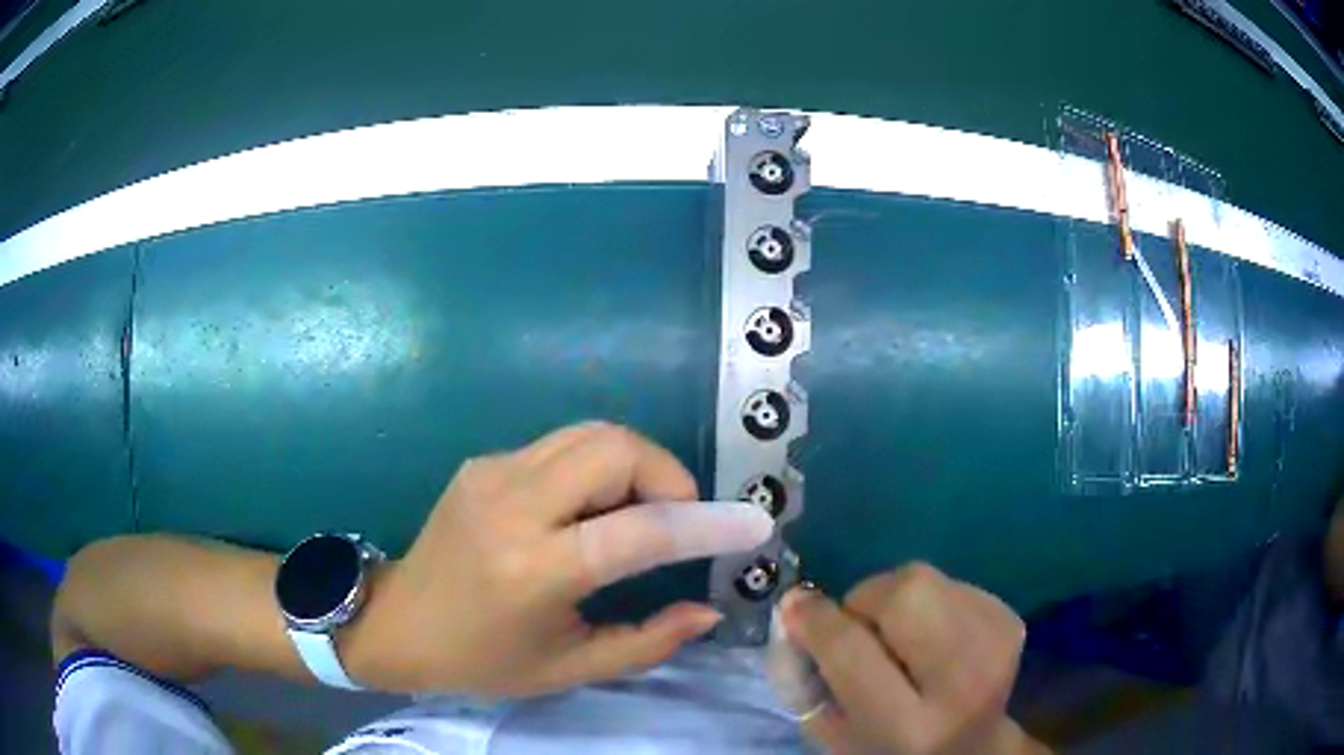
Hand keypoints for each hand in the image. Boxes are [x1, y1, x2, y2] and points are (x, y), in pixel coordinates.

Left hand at [346, 422, 772, 696]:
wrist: (397, 622)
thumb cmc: (483, 660)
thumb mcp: (569, 668)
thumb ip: (648, 642)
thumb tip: (709, 608)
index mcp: (534, 571)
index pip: (640, 531)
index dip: (707, 524)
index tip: (752, 524)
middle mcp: (513, 506)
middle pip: (615, 449)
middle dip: (668, 475)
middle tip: (678, 520)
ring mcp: (492, 473)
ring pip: (591, 433)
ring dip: (636, 464)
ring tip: (641, 511)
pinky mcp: (483, 461)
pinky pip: (562, 446)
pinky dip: (598, 467)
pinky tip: (590, 509)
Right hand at [779, 564, 1047, 753]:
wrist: (972, 748)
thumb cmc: (890, 749)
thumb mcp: (837, 735)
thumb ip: (810, 678)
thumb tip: (798, 606)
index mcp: (908, 729)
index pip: (852, 652)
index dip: (817, 621)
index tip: (793, 606)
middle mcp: (963, 682)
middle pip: (905, 595)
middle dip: (866, 600)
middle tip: (858, 627)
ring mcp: (996, 645)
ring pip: (926, 578)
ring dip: (896, 598)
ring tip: (898, 636)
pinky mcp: (1010, 620)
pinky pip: (950, 581)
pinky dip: (927, 601)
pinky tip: (931, 636)